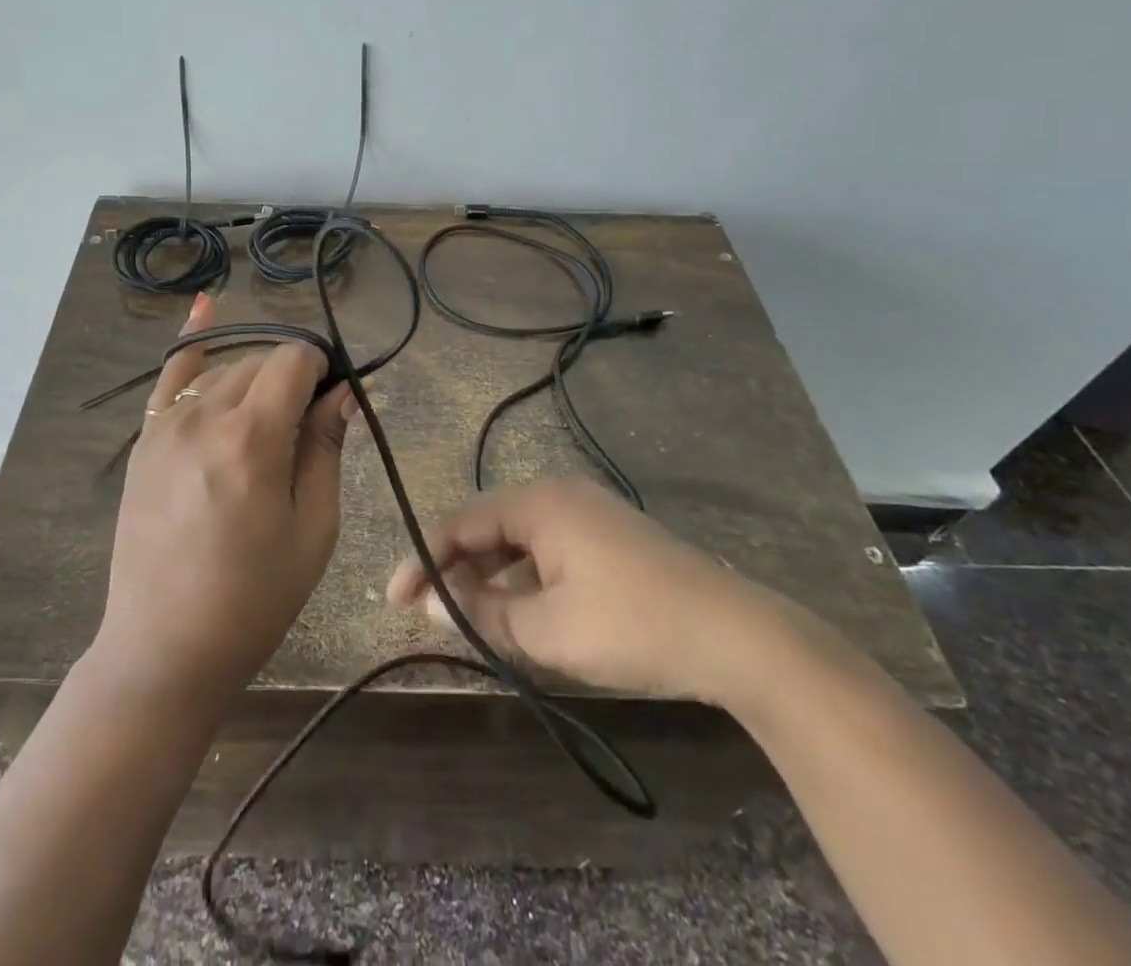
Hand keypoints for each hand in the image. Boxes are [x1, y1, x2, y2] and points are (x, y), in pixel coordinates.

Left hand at [93, 293, 356, 706]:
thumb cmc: (253, 599)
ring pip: (226, 371)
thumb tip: (346, 391)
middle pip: (261, 362)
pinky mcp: (145, 439)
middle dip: (292, 377)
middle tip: (308, 425)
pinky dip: (191, 341)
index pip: (295, 361)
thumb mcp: (312, 529)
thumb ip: (326, 448)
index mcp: (252, 439)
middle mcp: (204, 416)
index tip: (335, 397)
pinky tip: (204, 308)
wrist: (164, 648)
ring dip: (256, 380)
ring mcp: (166, 425)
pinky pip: (170, 376)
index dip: (322, 369)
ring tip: (271, 421)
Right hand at [386, 477, 791, 706]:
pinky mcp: (609, 536)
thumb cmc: (630, 625)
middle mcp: (559, 494)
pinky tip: (518, 612)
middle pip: (488, 526)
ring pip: (519, 540)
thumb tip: (435, 605)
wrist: (735, 635)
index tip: (395, 598)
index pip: (461, 523)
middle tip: (428, 611)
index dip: (423, 560)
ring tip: (467, 616)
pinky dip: (524, 579)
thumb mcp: (547, 630)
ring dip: (490, 576)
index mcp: (538, 503)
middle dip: (455, 567)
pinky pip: (548, 550)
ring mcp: (588, 513)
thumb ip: (484, 614)